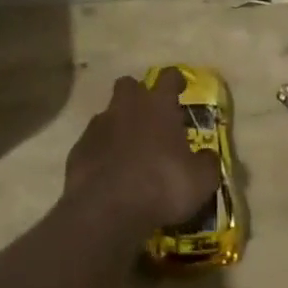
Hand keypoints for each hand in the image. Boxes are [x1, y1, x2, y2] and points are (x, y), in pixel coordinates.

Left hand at [64, 70, 220, 240]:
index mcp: (158, 105)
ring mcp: (99, 126)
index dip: (175, 80)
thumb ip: (207, 164)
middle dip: (137, 94)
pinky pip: (92, 142)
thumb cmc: (161, 186)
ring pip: (108, 113)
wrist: (107, 209)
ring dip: (118, 125)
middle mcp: (127, 106)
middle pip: (129, 85)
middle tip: (148, 115)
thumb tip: (208, 157)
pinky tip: (108, 172)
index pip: (169, 77)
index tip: (180, 87)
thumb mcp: (200, 181)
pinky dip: (100, 152)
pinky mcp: (79, 149)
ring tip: (128, 150)